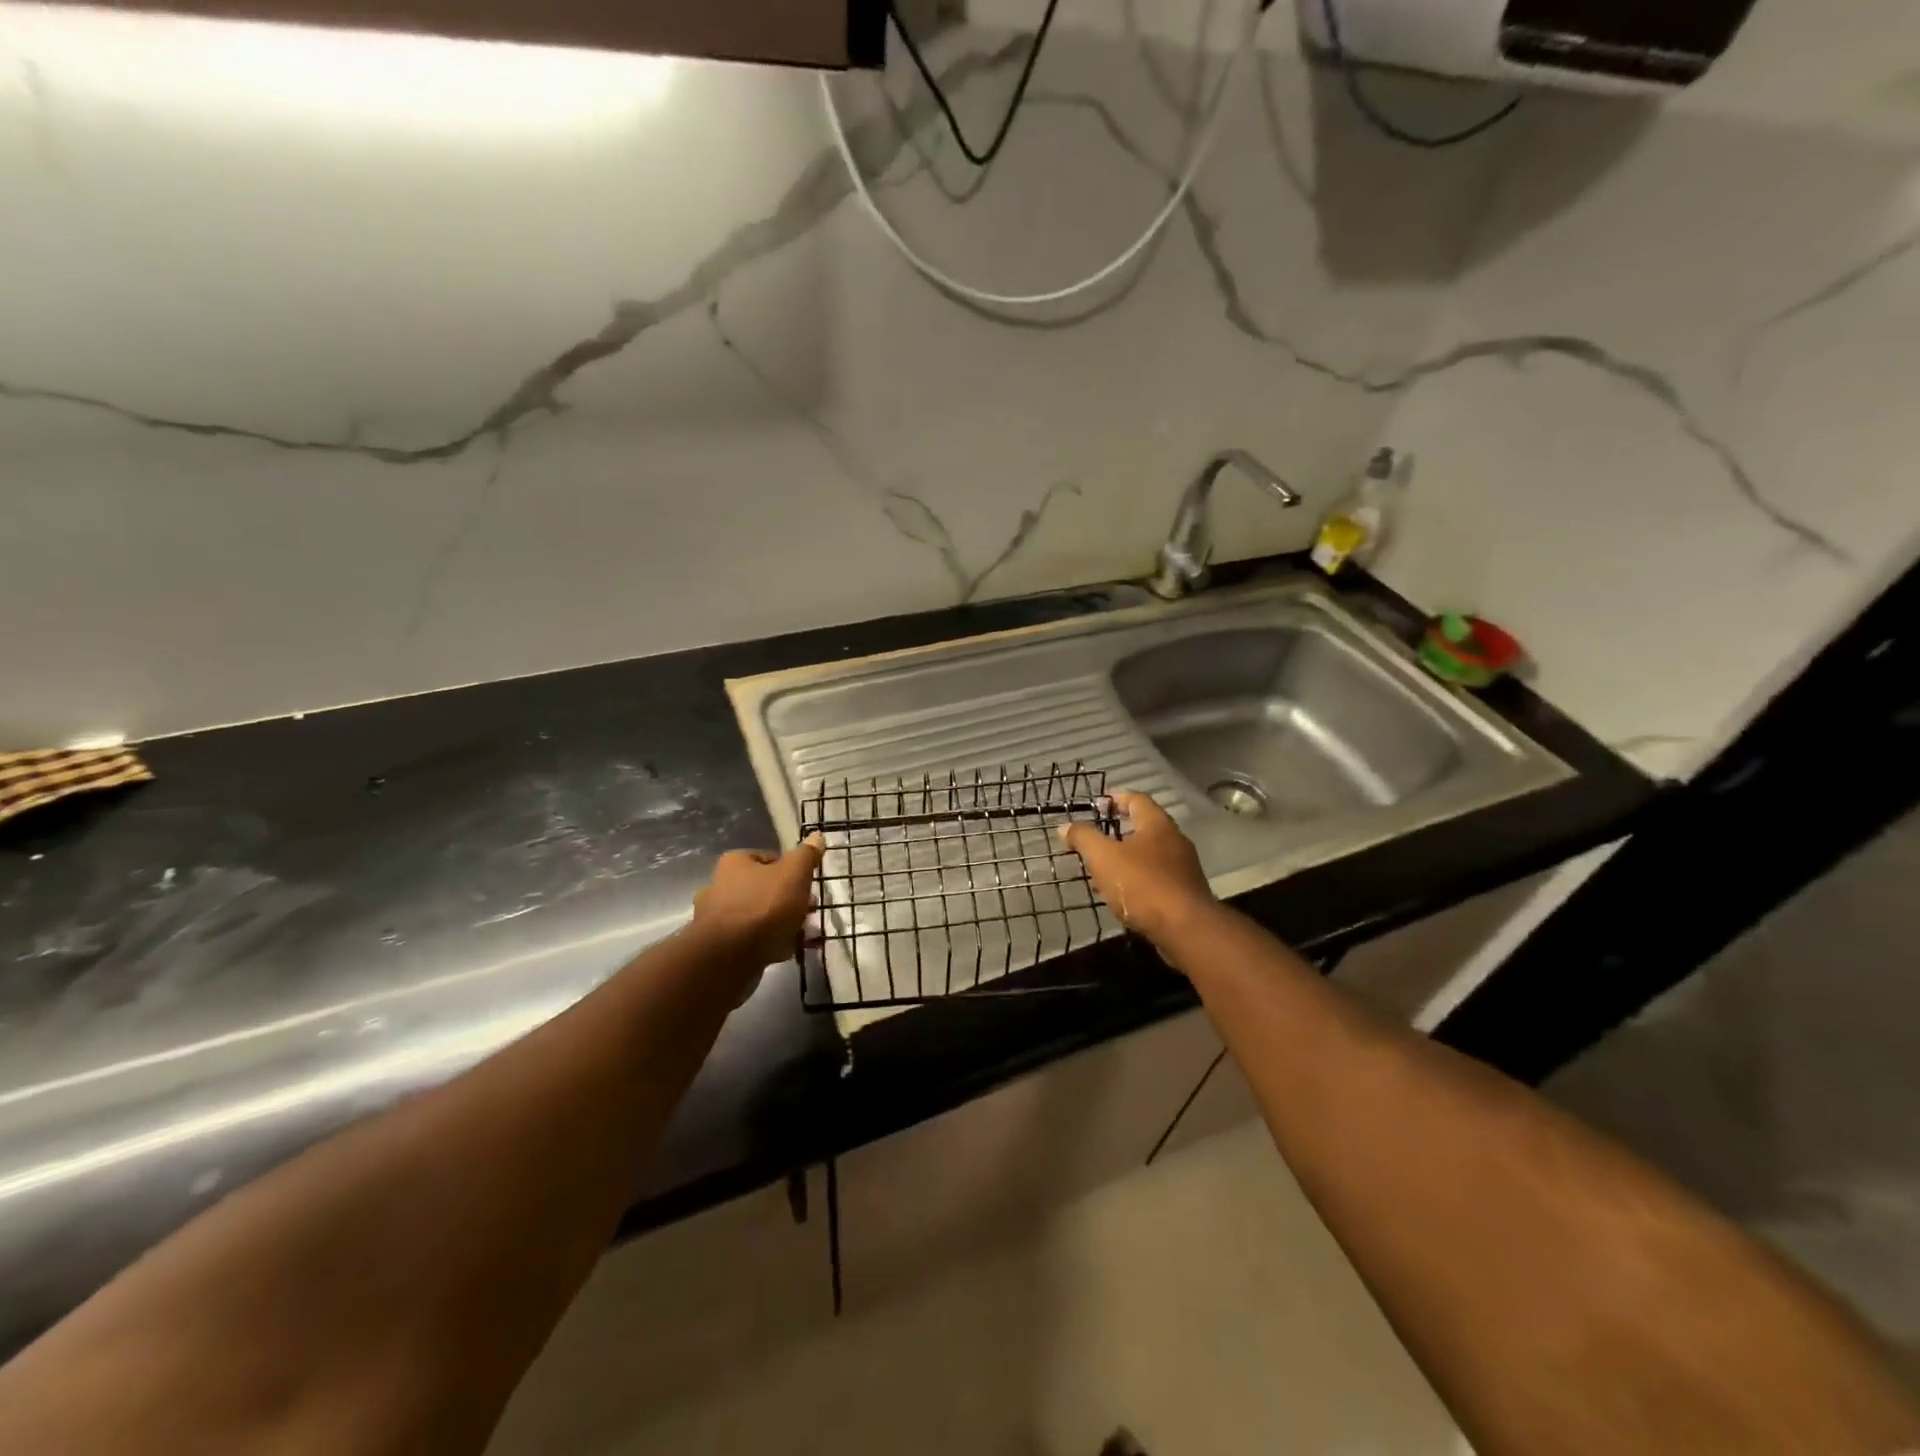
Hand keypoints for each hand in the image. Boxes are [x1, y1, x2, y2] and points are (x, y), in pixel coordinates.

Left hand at [690, 836, 823, 976]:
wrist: (729, 957)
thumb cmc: (764, 906)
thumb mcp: (794, 873)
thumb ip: (806, 855)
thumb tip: (817, 836)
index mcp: (734, 864)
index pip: (769, 859)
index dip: (792, 870)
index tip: (808, 884)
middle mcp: (720, 887)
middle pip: (765, 889)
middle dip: (791, 900)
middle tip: (811, 909)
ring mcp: (718, 920)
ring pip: (761, 916)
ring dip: (785, 924)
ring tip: (808, 934)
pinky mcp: (721, 948)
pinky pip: (754, 940)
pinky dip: (773, 943)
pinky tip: (793, 950)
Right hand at [1059, 791, 1216, 953]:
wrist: (1187, 929)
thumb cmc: (1143, 885)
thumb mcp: (1104, 858)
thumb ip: (1084, 838)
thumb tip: (1065, 826)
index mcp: (1157, 824)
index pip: (1137, 799)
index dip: (1116, 798)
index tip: (1098, 805)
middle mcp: (1175, 840)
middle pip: (1146, 826)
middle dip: (1120, 830)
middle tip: (1097, 838)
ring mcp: (1184, 867)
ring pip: (1152, 853)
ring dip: (1129, 857)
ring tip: (1106, 868)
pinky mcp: (1186, 892)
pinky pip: (1158, 876)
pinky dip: (1140, 878)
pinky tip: (1125, 893)